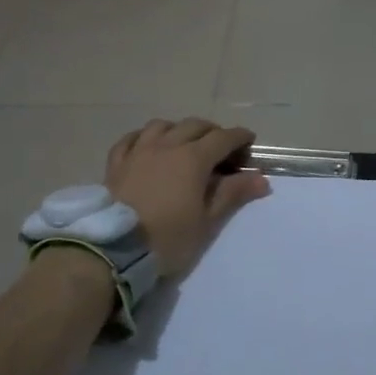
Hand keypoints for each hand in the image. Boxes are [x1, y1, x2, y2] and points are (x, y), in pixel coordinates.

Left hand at [105, 118, 270, 276]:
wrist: (115, 249)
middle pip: (194, 125)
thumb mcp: (207, 221)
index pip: (223, 138)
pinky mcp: (116, 163)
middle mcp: (166, 145)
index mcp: (193, 158)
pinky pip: (131, 138)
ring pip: (162, 126)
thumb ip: (233, 194)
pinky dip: (145, 137)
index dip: (239, 137)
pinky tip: (148, 145)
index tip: (250, 143)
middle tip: (221, 148)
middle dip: (212, 132)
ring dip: (179, 130)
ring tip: (185, 143)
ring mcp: (138, 151)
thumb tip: (261, 178)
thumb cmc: (168, 238)